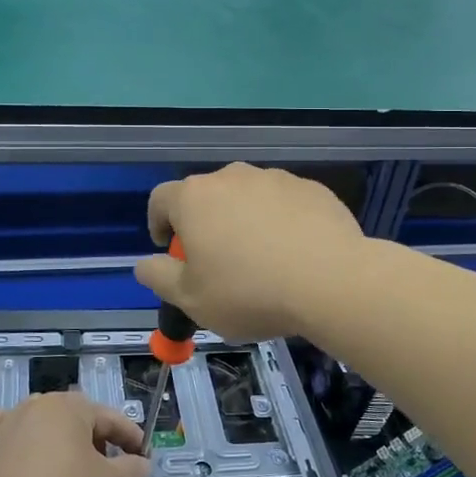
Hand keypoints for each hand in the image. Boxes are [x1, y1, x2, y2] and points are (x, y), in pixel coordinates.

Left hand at [0, 392, 151, 476]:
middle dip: (95, 439)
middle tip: (108, 470)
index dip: (131, 438)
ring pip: (38, 421)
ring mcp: (4, 423)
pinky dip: (7, 432)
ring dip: (56, 438)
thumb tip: (142, 463)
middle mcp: (35, 405)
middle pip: (74, 418)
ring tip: (68, 468)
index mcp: (69, 407)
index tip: (143, 458)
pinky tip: (14, 447)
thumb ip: (131, 470)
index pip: (110, 418)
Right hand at [135, 163, 366, 342]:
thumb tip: (144, 265)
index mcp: (194, 198)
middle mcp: (232, 177)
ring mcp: (275, 178)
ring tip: (261, 261)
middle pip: (206, 196)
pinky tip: (294, 254)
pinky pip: (284, 204)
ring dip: (244, 221)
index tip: (170, 250)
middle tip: (217, 263)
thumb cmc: (249, 292)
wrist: (331, 281)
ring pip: (247, 198)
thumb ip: (159, 278)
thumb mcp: (191, 300)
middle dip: (205, 224)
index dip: (158, 224)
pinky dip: (281, 222)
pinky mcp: (311, 188)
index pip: (160, 199)